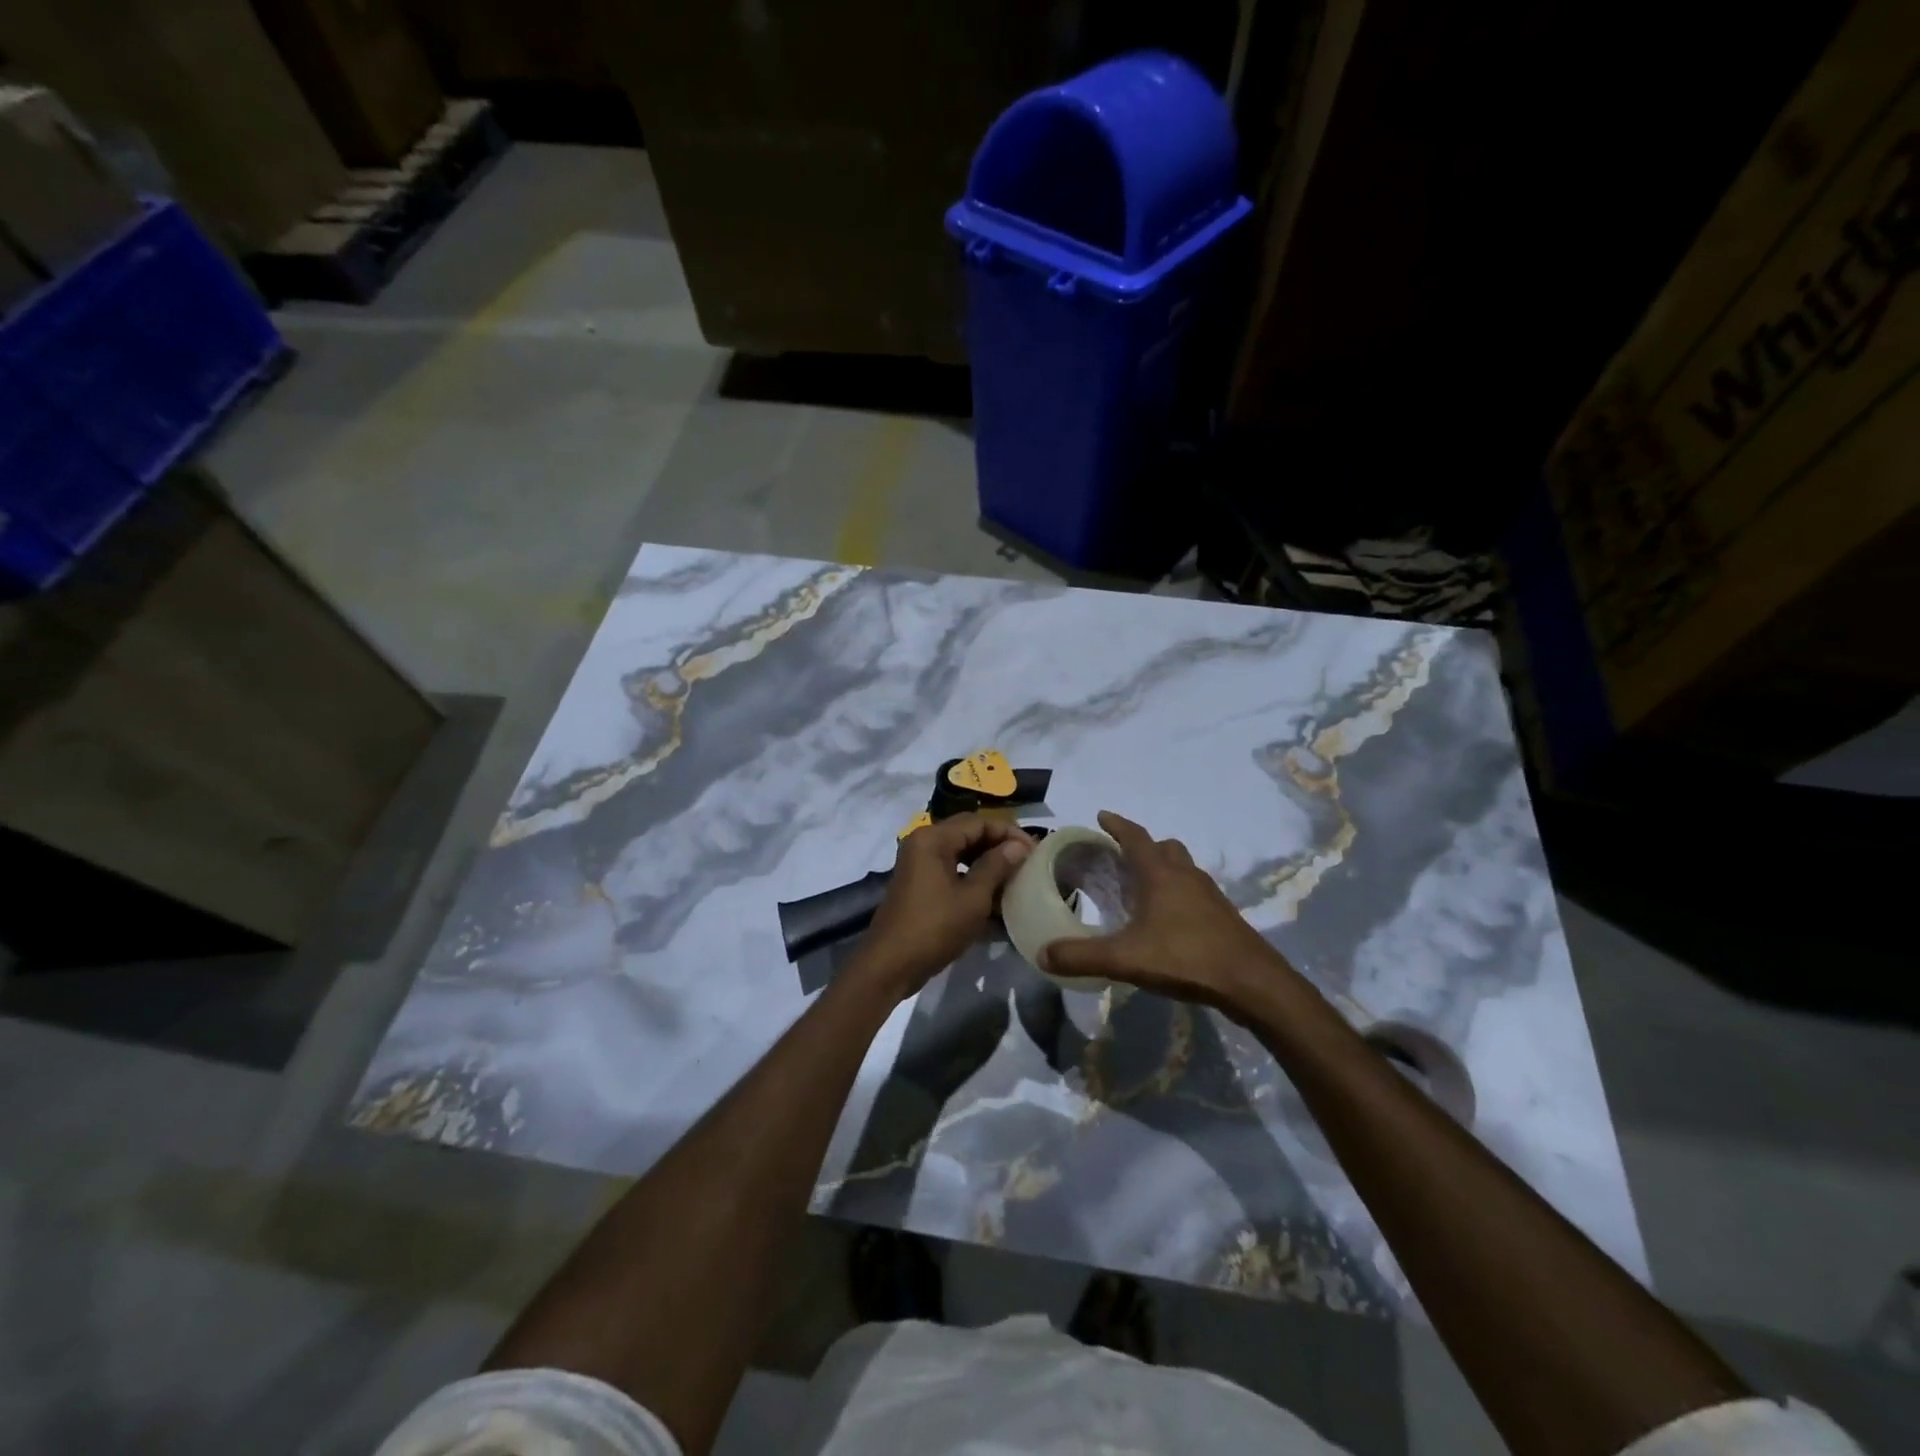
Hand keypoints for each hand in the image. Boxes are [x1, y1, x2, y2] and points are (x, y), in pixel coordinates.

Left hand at [854, 813, 1033, 996]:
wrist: (890, 965)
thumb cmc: (934, 928)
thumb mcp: (972, 898)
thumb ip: (996, 866)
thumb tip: (1019, 846)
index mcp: (933, 839)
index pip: (978, 822)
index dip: (1009, 833)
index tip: (1035, 850)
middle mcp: (923, 843)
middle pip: (968, 834)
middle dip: (999, 846)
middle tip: (1028, 862)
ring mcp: (919, 864)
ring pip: (961, 853)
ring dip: (987, 862)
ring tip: (1015, 877)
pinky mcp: (920, 884)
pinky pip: (952, 871)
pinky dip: (973, 878)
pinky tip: (994, 895)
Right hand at [1039, 811, 1295, 1013]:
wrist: (1252, 982)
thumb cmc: (1186, 958)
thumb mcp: (1126, 959)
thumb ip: (1082, 956)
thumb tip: (1043, 954)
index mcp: (1161, 875)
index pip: (1136, 837)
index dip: (1118, 825)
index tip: (1102, 815)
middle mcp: (1186, 876)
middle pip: (1165, 848)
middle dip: (1144, 846)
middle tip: (1123, 857)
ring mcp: (1210, 895)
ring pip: (1184, 868)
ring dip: (1164, 869)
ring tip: (1144, 887)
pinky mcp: (1224, 916)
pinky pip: (1196, 891)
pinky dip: (1179, 893)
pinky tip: (1169, 920)